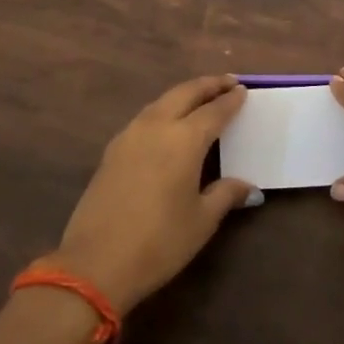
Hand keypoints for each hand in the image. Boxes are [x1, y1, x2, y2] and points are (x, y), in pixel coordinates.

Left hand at [51, 75, 255, 313]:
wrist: (95, 263)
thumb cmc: (159, 242)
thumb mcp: (201, 221)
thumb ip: (225, 195)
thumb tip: (248, 187)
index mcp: (184, 139)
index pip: (214, 111)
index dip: (230, 101)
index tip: (243, 91)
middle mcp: (156, 127)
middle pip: (185, 94)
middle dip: (208, 85)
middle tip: (227, 81)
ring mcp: (129, 136)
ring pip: (161, 102)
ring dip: (183, 94)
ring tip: (200, 97)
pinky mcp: (112, 150)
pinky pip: (145, 117)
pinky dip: (163, 110)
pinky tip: (167, 123)